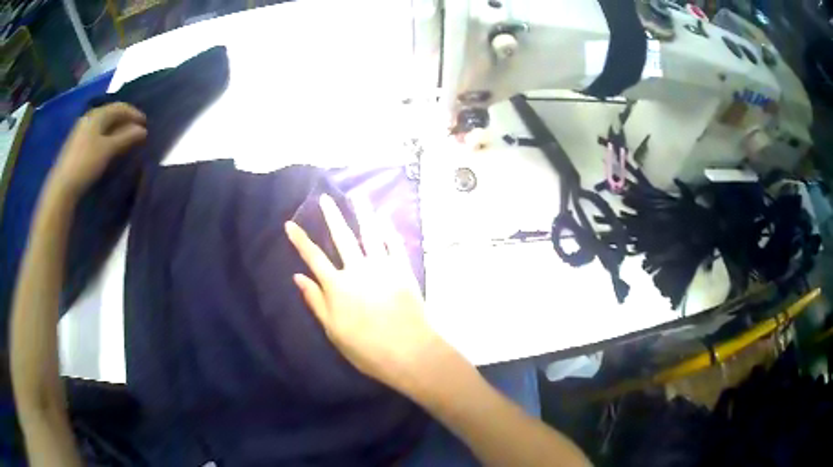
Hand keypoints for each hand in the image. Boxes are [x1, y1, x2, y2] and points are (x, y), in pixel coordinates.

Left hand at [48, 103, 146, 196]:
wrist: (62, 186)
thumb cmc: (86, 163)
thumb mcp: (108, 149)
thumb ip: (126, 137)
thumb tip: (143, 130)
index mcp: (98, 114)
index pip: (120, 107)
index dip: (134, 113)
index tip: (146, 124)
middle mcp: (89, 117)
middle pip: (111, 114)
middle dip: (125, 120)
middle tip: (136, 131)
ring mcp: (81, 130)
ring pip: (103, 124)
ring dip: (116, 129)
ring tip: (125, 139)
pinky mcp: (77, 144)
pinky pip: (96, 133)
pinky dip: (106, 136)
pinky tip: (109, 146)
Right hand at [286, 194, 443, 391]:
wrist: (409, 352)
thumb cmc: (366, 348)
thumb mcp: (333, 330)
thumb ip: (315, 301)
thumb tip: (297, 277)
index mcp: (337, 286)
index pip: (313, 257)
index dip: (300, 240)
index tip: (290, 223)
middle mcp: (358, 270)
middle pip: (342, 237)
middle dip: (332, 215)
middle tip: (326, 197)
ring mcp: (383, 267)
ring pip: (370, 233)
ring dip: (362, 213)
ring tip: (357, 196)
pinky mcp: (403, 270)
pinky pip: (395, 244)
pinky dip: (389, 230)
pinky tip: (384, 218)